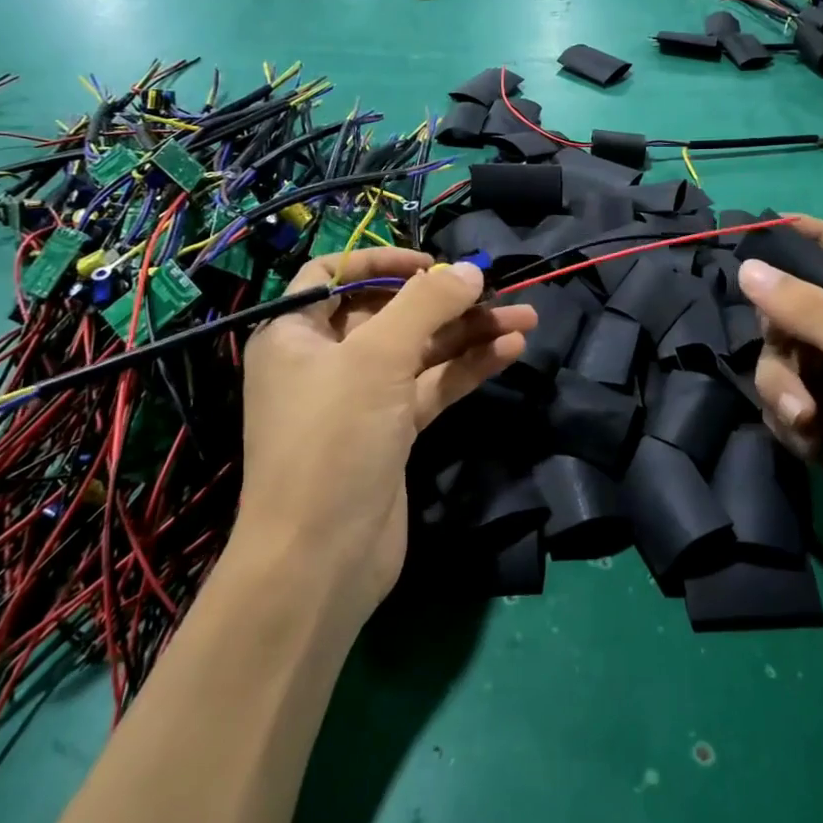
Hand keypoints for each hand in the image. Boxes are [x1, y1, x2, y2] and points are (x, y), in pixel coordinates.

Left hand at [239, 250, 535, 621]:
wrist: (320, 560)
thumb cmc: (333, 440)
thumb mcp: (376, 358)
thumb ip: (426, 305)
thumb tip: (470, 270)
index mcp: (296, 334)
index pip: (335, 275)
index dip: (383, 261)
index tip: (432, 262)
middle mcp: (325, 360)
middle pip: (390, 313)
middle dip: (446, 301)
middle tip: (498, 290)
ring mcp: (361, 399)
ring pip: (419, 351)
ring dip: (469, 334)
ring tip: (526, 318)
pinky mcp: (391, 433)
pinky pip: (431, 386)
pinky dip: (467, 368)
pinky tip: (510, 350)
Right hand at [738, 216, 822, 601]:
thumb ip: (811, 312)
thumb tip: (749, 268)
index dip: (814, 237)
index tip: (765, 226)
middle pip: (799, 308)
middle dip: (783, 333)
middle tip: (785, 353)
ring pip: (781, 358)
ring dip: (782, 386)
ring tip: (805, 419)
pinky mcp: (820, 426)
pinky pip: (780, 400)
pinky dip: (786, 418)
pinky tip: (808, 442)